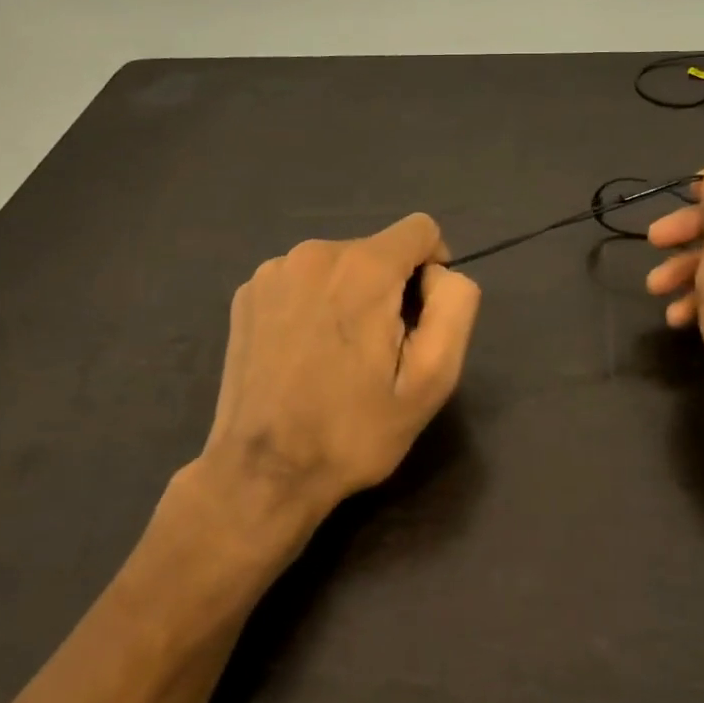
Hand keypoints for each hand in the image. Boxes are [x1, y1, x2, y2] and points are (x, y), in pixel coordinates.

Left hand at [196, 212, 481, 531]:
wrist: (262, 473)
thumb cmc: (354, 430)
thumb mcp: (432, 380)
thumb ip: (455, 307)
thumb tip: (440, 275)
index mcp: (364, 267)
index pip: (421, 229)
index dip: (433, 268)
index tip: (420, 319)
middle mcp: (315, 253)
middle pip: (378, 250)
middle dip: (389, 289)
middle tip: (377, 353)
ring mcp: (273, 270)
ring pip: (339, 265)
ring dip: (350, 295)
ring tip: (336, 356)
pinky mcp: (248, 293)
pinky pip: (302, 279)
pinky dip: (313, 303)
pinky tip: (302, 352)